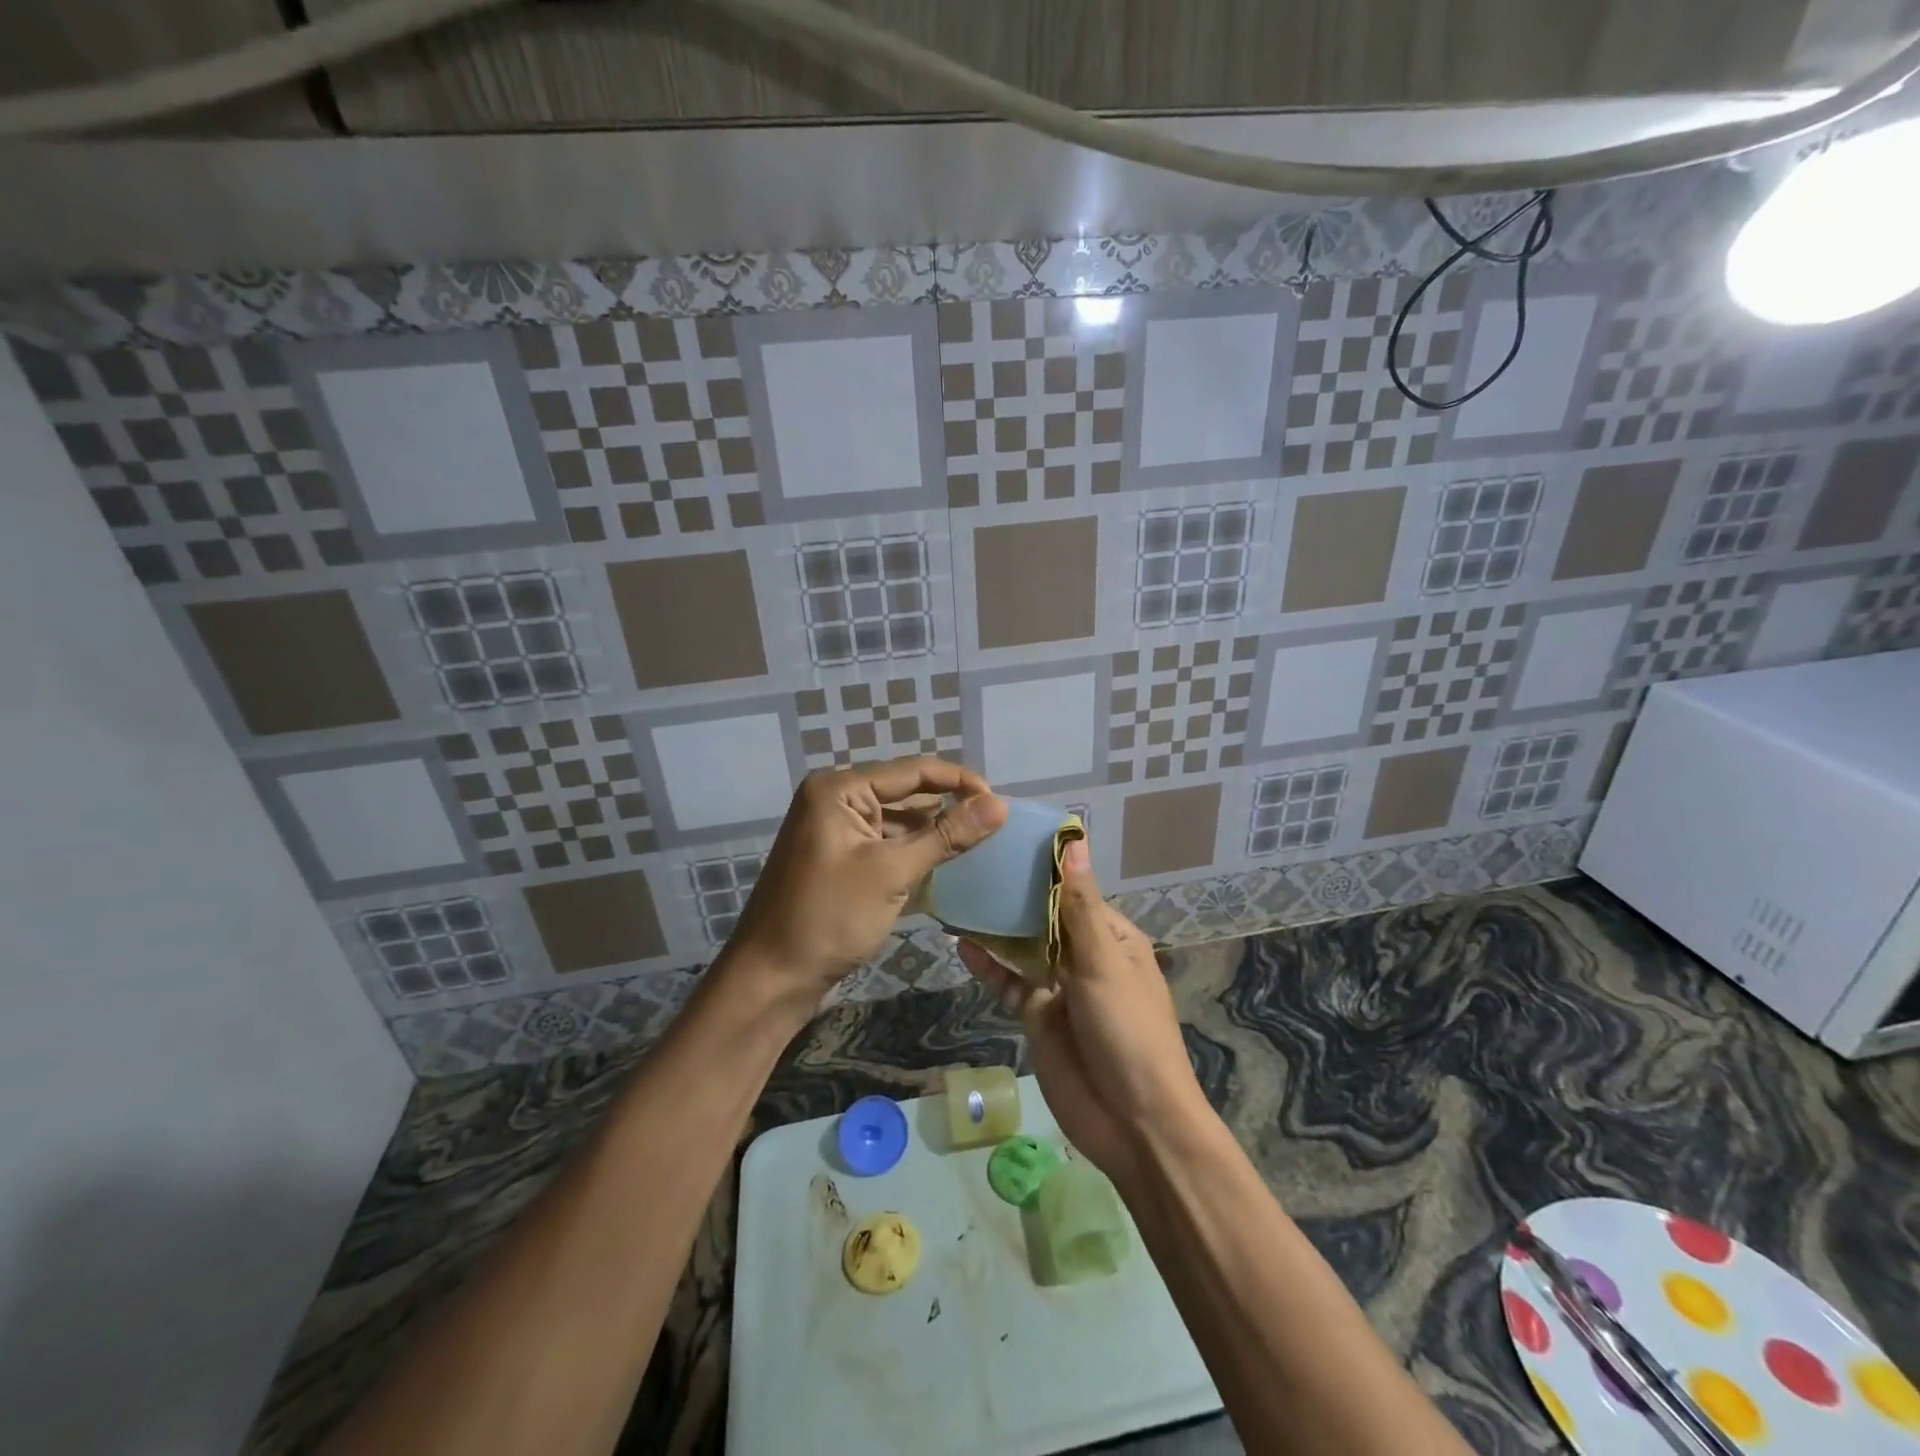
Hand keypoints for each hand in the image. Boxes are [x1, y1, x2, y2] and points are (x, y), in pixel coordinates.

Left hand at [727, 756, 1006, 1011]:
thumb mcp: (892, 872)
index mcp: (839, 788)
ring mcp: (834, 829)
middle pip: (905, 792)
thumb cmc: (829, 918)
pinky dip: (912, 851)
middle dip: (947, 807)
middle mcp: (834, 798)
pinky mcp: (838, 857)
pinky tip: (944, 863)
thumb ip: (947, 835)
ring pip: (897, 820)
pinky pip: (884, 842)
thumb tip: (1000, 805)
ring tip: (978, 843)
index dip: (960, 781)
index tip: (1001, 802)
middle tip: (993, 825)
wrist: (771, 978)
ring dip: (932, 831)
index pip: (913, 771)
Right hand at [957, 839, 1205, 1189]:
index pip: (1074, 890)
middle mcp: (1086, 956)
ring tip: (960, 895)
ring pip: (1023, 948)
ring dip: (996, 927)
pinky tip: (961, 944)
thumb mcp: (1103, 964)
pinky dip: (988, 965)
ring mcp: (1060, 987)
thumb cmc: (1128, 1032)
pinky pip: (1009, 983)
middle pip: (1045, 917)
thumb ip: (1079, 906)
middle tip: (972, 861)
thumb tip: (1076, 841)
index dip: (1045, 867)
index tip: (1008, 838)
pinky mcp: (1038, 1016)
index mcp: (1112, 939)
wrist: (1133, 1124)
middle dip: (1015, 895)